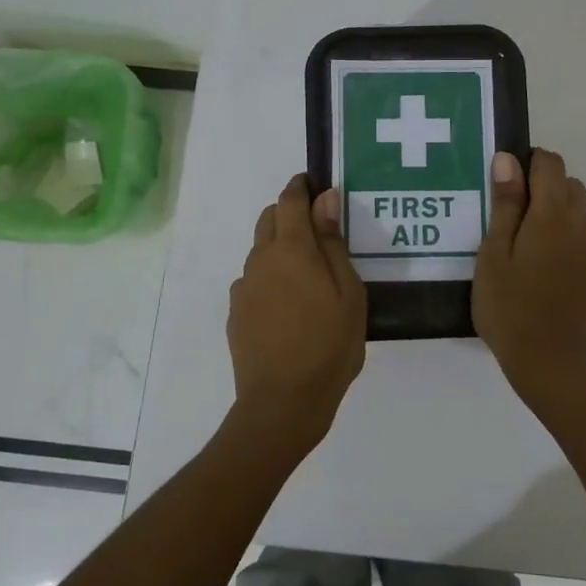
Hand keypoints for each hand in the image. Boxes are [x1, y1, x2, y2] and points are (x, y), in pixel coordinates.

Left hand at [225, 174, 366, 460]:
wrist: (283, 402)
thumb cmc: (329, 345)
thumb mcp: (348, 293)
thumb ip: (333, 243)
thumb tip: (326, 199)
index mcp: (292, 250)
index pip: (290, 201)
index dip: (301, 186)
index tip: (315, 182)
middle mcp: (261, 261)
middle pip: (269, 219)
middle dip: (289, 212)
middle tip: (318, 228)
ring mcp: (244, 288)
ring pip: (260, 251)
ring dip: (280, 246)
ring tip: (308, 273)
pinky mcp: (236, 313)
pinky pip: (254, 281)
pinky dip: (271, 277)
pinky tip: (290, 304)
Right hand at [472, 149, 585, 412]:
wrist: (552, 364)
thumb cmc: (510, 308)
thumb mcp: (494, 255)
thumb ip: (505, 204)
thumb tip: (509, 159)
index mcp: (553, 215)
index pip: (550, 163)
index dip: (527, 162)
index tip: (504, 183)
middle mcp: (582, 225)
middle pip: (569, 184)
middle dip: (543, 186)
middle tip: (509, 216)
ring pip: (580, 212)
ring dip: (557, 212)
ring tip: (524, 243)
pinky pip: (584, 240)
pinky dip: (566, 238)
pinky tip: (543, 269)